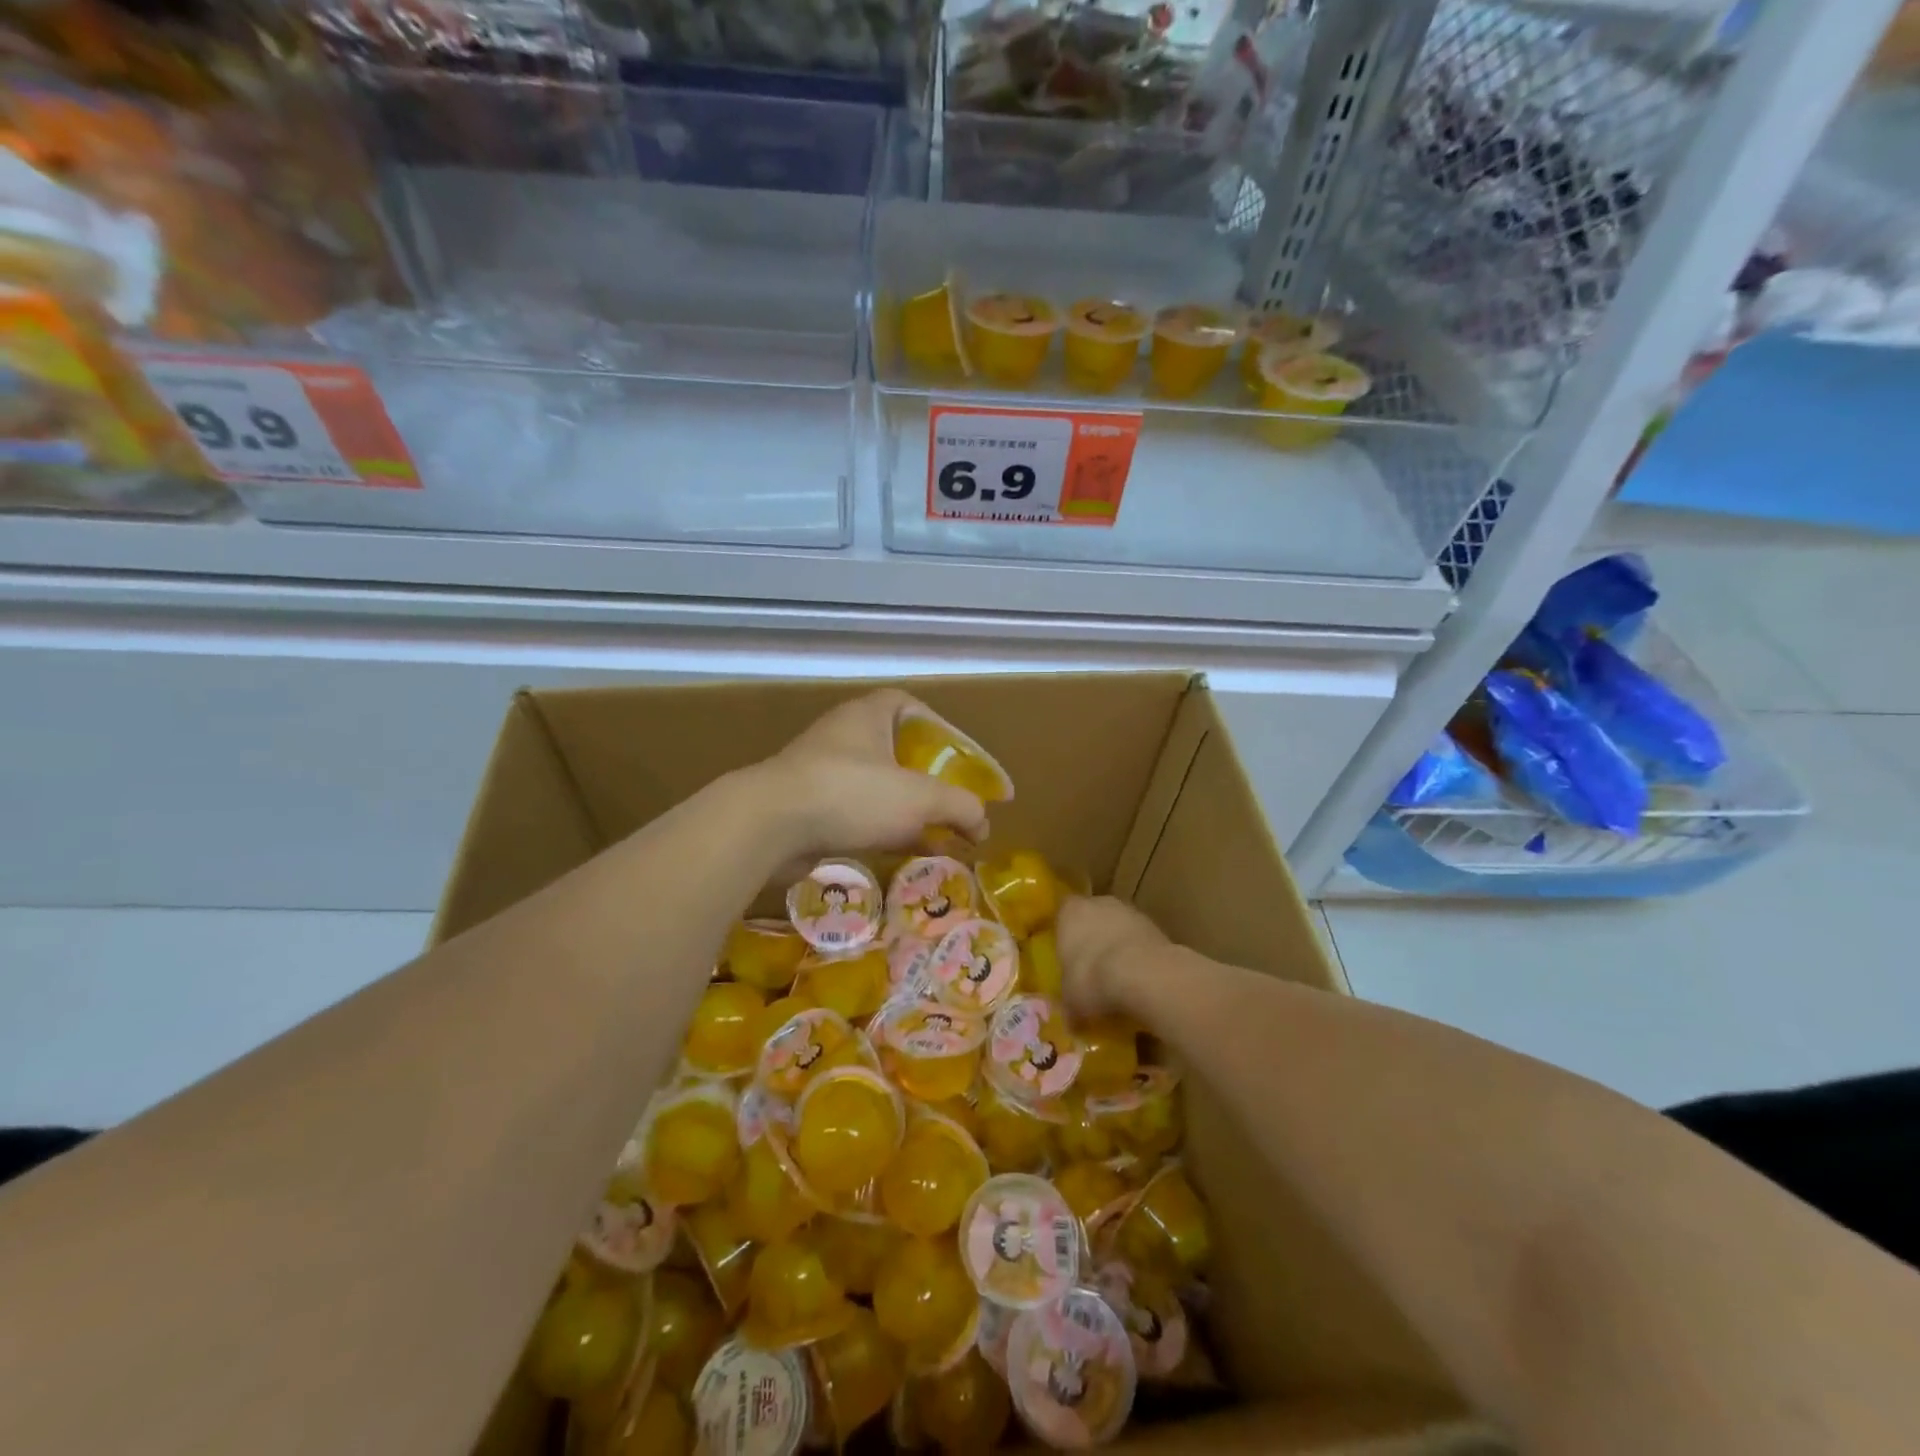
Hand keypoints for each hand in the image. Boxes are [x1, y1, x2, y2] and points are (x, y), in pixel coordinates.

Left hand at [753, 690, 991, 860]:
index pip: (910, 706)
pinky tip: (902, 853)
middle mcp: (844, 736)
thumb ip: (961, 807)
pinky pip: (855, 813)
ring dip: (907, 810)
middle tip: (952, 803)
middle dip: (928, 779)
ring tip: (936, 837)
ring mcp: (821, 771)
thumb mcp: (920, 798)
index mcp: (869, 715)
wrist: (769, 825)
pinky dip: (881, 829)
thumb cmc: (852, 794)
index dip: (940, 729)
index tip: (960, 759)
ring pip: (876, 787)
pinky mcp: (807, 806)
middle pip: (897, 751)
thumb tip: (983, 824)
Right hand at [1056, 895, 1167, 1021]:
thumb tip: (1070, 1021)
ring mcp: (1130, 912)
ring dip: (1119, 947)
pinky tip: (1140, 980)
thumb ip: (1069, 1004)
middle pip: (1093, 918)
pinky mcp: (1156, 926)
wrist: (1143, 974)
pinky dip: (1139, 956)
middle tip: (1091, 969)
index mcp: (1070, 912)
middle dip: (1093, 939)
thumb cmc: (1092, 978)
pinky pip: (1140, 941)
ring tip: (1118, 979)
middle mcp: (1099, 903)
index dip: (1065, 934)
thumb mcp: (1071, 999)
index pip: (1062, 914)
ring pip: (1119, 928)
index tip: (1066, 955)